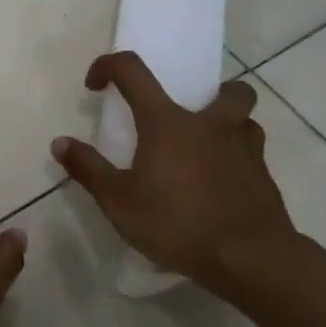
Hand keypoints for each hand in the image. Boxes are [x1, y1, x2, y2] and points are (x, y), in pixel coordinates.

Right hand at [52, 52, 295, 295]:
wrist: (250, 259)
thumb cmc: (177, 223)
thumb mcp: (119, 202)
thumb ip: (89, 169)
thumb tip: (60, 143)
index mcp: (168, 121)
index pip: (133, 70)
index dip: (109, 66)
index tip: (96, 85)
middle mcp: (210, 123)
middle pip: (225, 88)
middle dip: (209, 92)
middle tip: (188, 117)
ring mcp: (245, 148)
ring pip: (246, 120)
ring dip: (229, 126)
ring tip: (207, 152)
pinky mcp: (265, 177)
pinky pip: (252, 156)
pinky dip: (237, 162)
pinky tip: (222, 189)